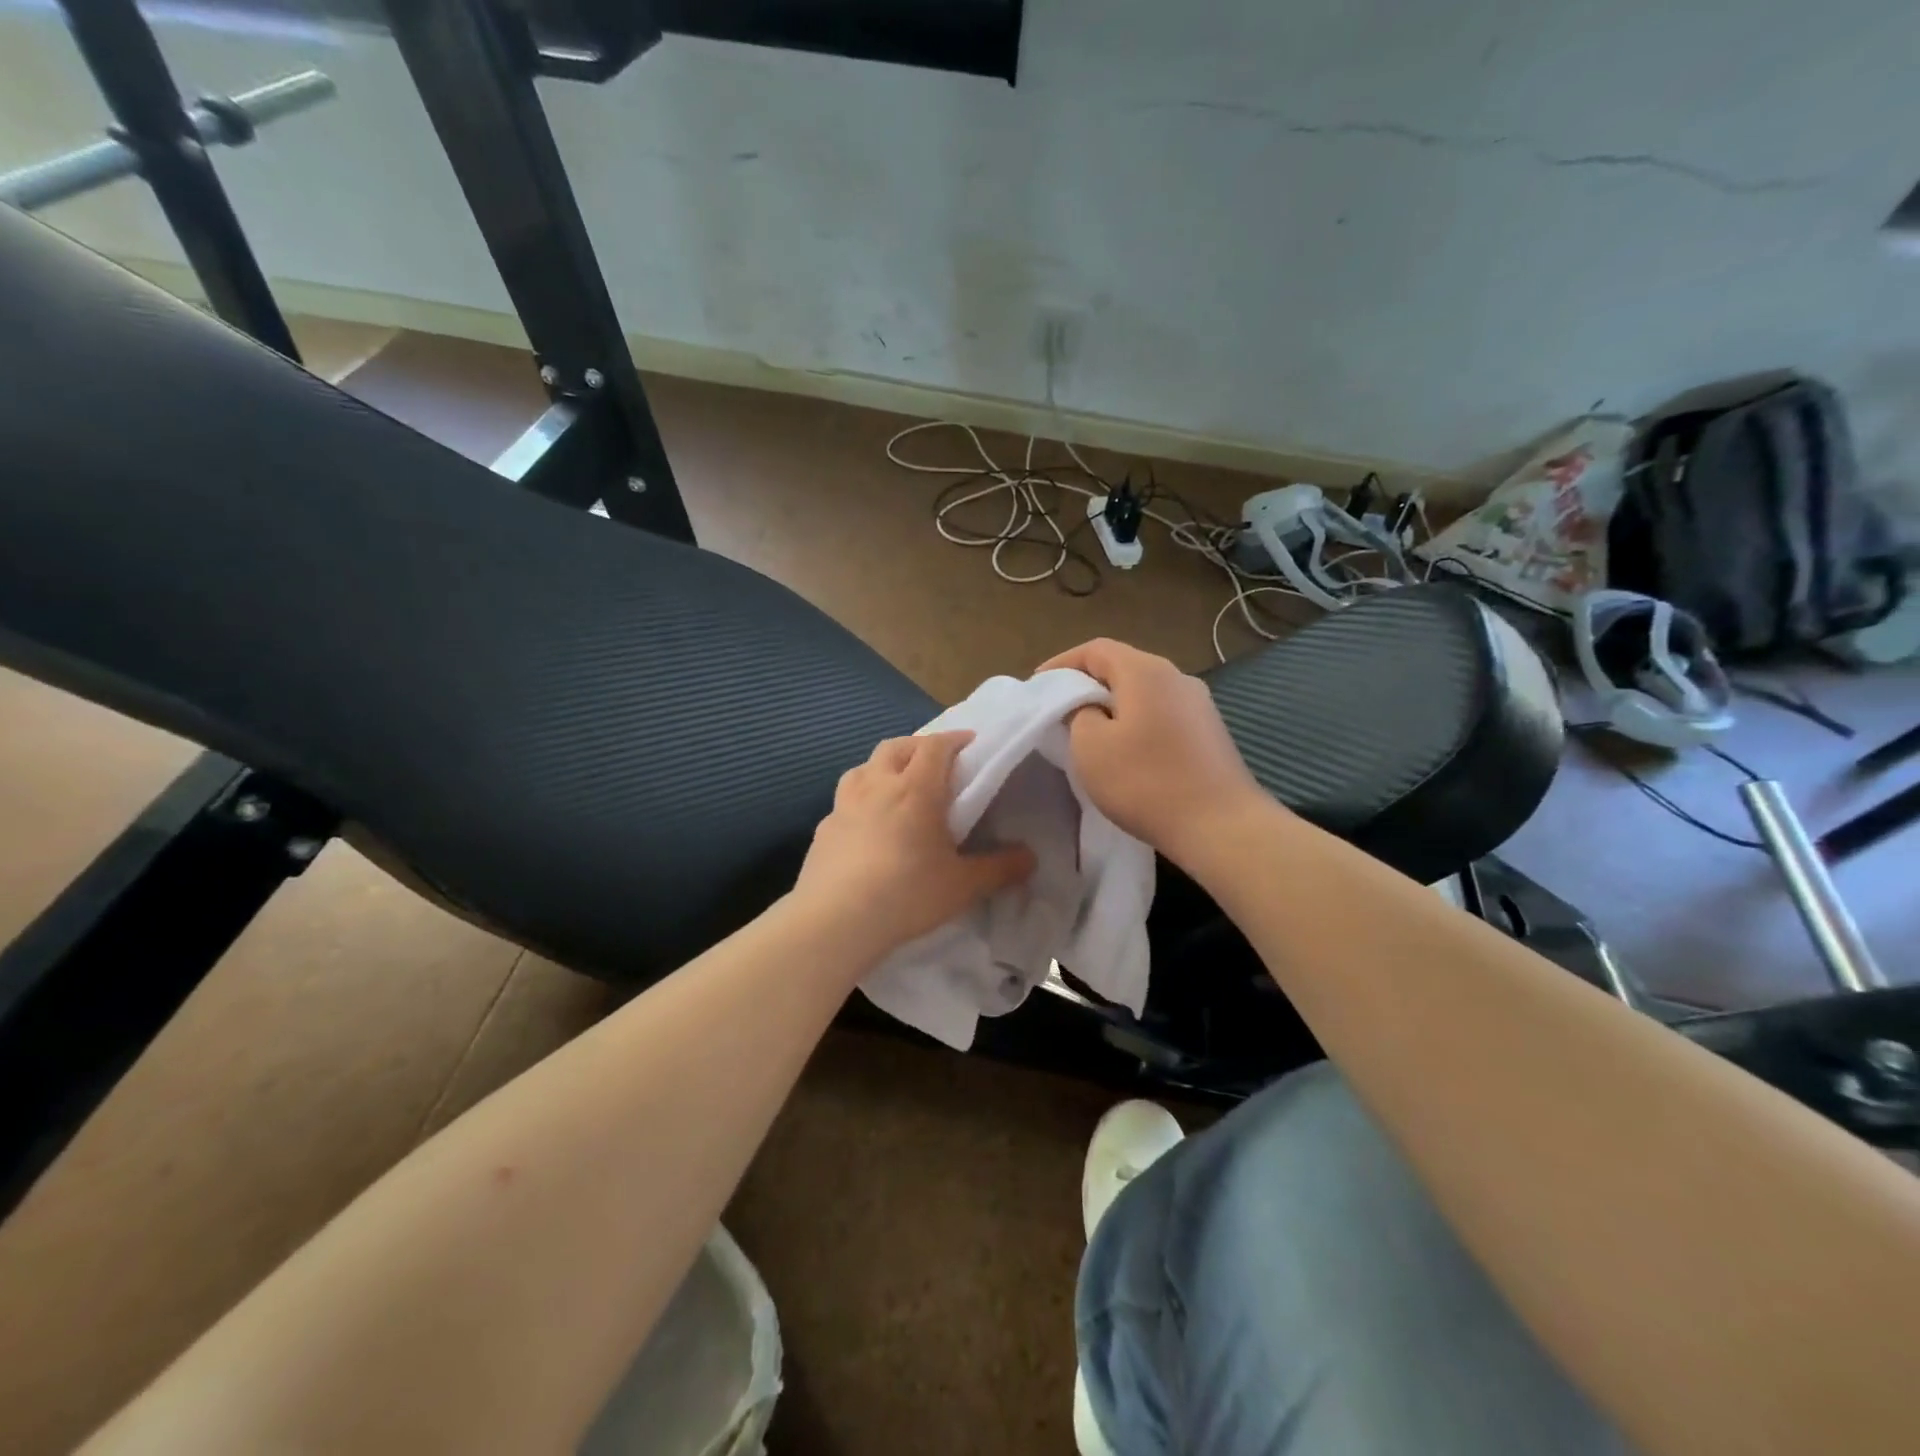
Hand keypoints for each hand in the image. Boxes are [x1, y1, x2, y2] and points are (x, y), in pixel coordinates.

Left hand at [793, 731, 1034, 963]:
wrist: (835, 921)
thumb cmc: (906, 894)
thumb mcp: (963, 886)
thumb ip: (1000, 869)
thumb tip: (1031, 858)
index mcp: (915, 789)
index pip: (935, 746)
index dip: (955, 739)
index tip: (970, 743)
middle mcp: (877, 785)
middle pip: (896, 746)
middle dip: (919, 746)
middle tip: (936, 761)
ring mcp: (844, 805)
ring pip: (864, 767)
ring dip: (884, 766)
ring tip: (897, 785)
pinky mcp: (823, 828)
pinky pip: (845, 800)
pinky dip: (861, 799)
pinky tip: (866, 824)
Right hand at [1038, 639, 1267, 864]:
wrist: (1221, 826)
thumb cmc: (1146, 782)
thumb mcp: (1090, 747)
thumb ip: (1078, 714)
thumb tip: (1088, 707)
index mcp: (1145, 671)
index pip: (1095, 649)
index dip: (1062, 663)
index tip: (1038, 685)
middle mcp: (1177, 676)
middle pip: (1122, 666)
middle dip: (1087, 683)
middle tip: (1059, 708)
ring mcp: (1199, 704)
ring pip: (1144, 692)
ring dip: (1113, 704)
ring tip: (1088, 729)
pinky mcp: (1210, 732)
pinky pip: (1162, 714)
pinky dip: (1136, 722)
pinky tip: (1126, 749)